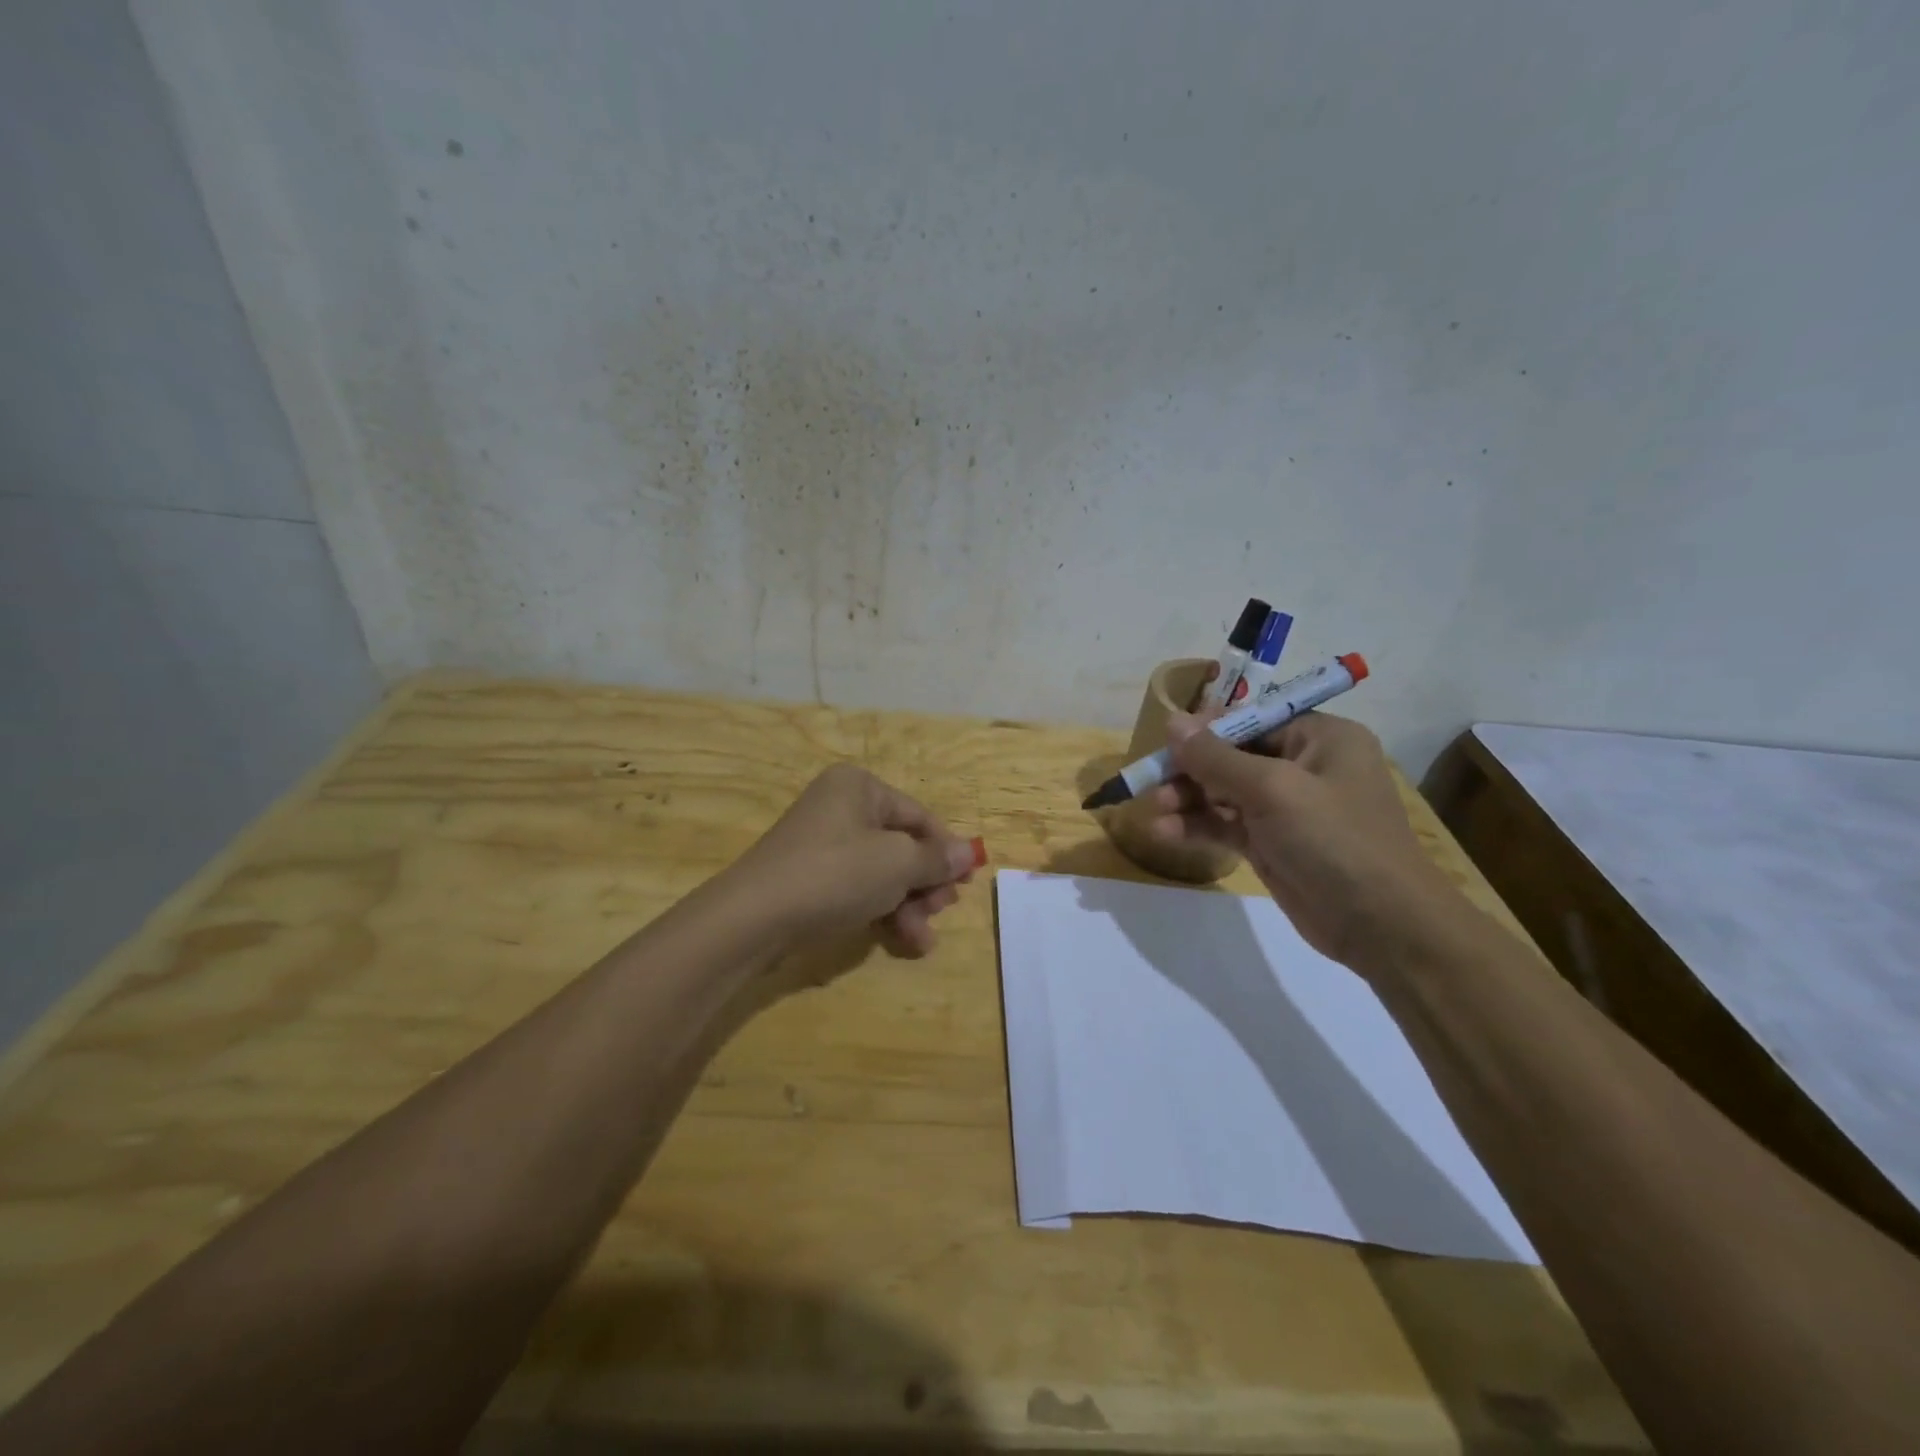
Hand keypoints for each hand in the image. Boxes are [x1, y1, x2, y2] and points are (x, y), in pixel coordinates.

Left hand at [733, 764, 979, 958]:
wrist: (753, 918)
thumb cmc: (834, 875)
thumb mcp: (896, 863)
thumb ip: (936, 858)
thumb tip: (969, 852)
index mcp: (859, 787)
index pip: (920, 816)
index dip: (947, 850)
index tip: (966, 884)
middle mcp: (841, 806)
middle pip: (902, 844)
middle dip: (925, 883)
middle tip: (940, 912)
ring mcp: (823, 843)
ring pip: (883, 871)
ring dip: (908, 904)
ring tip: (921, 938)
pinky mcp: (811, 877)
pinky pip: (859, 888)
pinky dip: (882, 910)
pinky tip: (902, 940)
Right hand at [1144, 711, 1458, 968]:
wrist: (1382, 926)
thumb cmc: (1334, 840)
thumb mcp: (1272, 790)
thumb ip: (1216, 757)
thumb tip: (1172, 720)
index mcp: (1320, 738)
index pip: (1253, 718)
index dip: (1208, 728)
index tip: (1167, 741)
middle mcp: (1304, 766)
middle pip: (1233, 755)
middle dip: (1192, 768)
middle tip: (1153, 781)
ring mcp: (1286, 808)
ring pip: (1224, 791)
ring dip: (1189, 799)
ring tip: (1155, 809)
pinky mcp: (1271, 843)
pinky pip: (1226, 824)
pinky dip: (1197, 826)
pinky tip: (1165, 832)